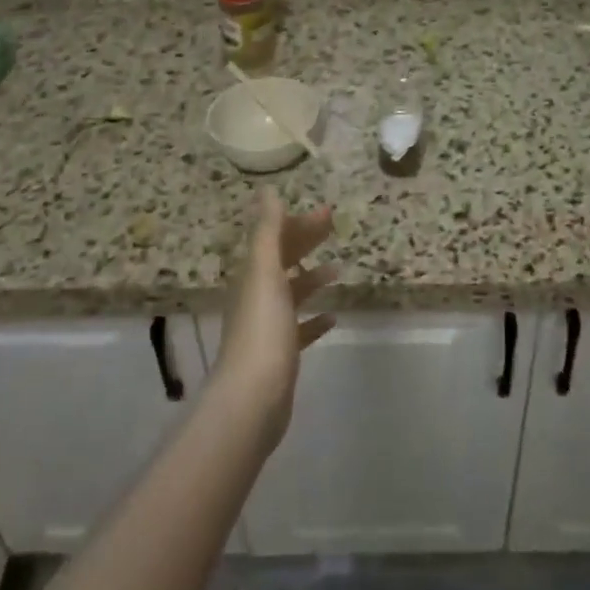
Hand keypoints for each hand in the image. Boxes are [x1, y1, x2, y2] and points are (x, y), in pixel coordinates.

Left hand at [213, 187, 337, 445]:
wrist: (251, 399)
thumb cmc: (262, 330)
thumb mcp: (265, 272)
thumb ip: (267, 231)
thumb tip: (268, 190)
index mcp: (252, 275)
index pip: (274, 238)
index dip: (297, 222)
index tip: (326, 212)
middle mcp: (256, 297)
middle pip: (282, 261)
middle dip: (305, 241)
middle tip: (334, 227)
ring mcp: (267, 327)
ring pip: (290, 293)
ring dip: (311, 278)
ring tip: (337, 268)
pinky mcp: (280, 355)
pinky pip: (298, 329)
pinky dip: (313, 319)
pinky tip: (332, 317)